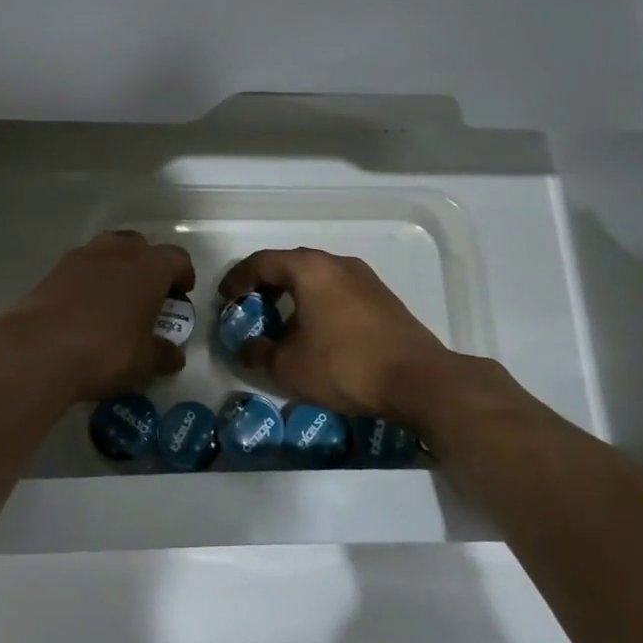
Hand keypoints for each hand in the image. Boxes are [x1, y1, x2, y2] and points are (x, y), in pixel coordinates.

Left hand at [0, 231, 193, 403]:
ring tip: (116, 299)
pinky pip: (82, 266)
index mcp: (149, 267)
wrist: (37, 349)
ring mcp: (83, 256)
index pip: (177, 259)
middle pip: (141, 247)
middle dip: (148, 266)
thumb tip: (174, 355)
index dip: (183, 275)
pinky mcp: (54, 269)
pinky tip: (86, 308)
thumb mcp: (143, 362)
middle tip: (148, 296)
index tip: (181, 296)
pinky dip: (89, 280)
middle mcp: (118, 251)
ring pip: (109, 251)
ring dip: (117, 268)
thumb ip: (163, 355)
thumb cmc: (104, 351)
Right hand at [219, 247, 459, 417]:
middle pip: (291, 265)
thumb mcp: (289, 366)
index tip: (225, 296)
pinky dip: (318, 303)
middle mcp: (338, 264)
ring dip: (294, 294)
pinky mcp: (383, 299)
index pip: (263, 262)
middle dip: (266, 284)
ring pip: (317, 278)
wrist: (417, 380)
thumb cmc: (344, 365)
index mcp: (310, 269)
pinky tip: (316, 331)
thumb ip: (260, 353)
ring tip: (281, 321)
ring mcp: (365, 279)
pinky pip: (338, 291)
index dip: (238, 278)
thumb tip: (247, 348)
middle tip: (250, 307)